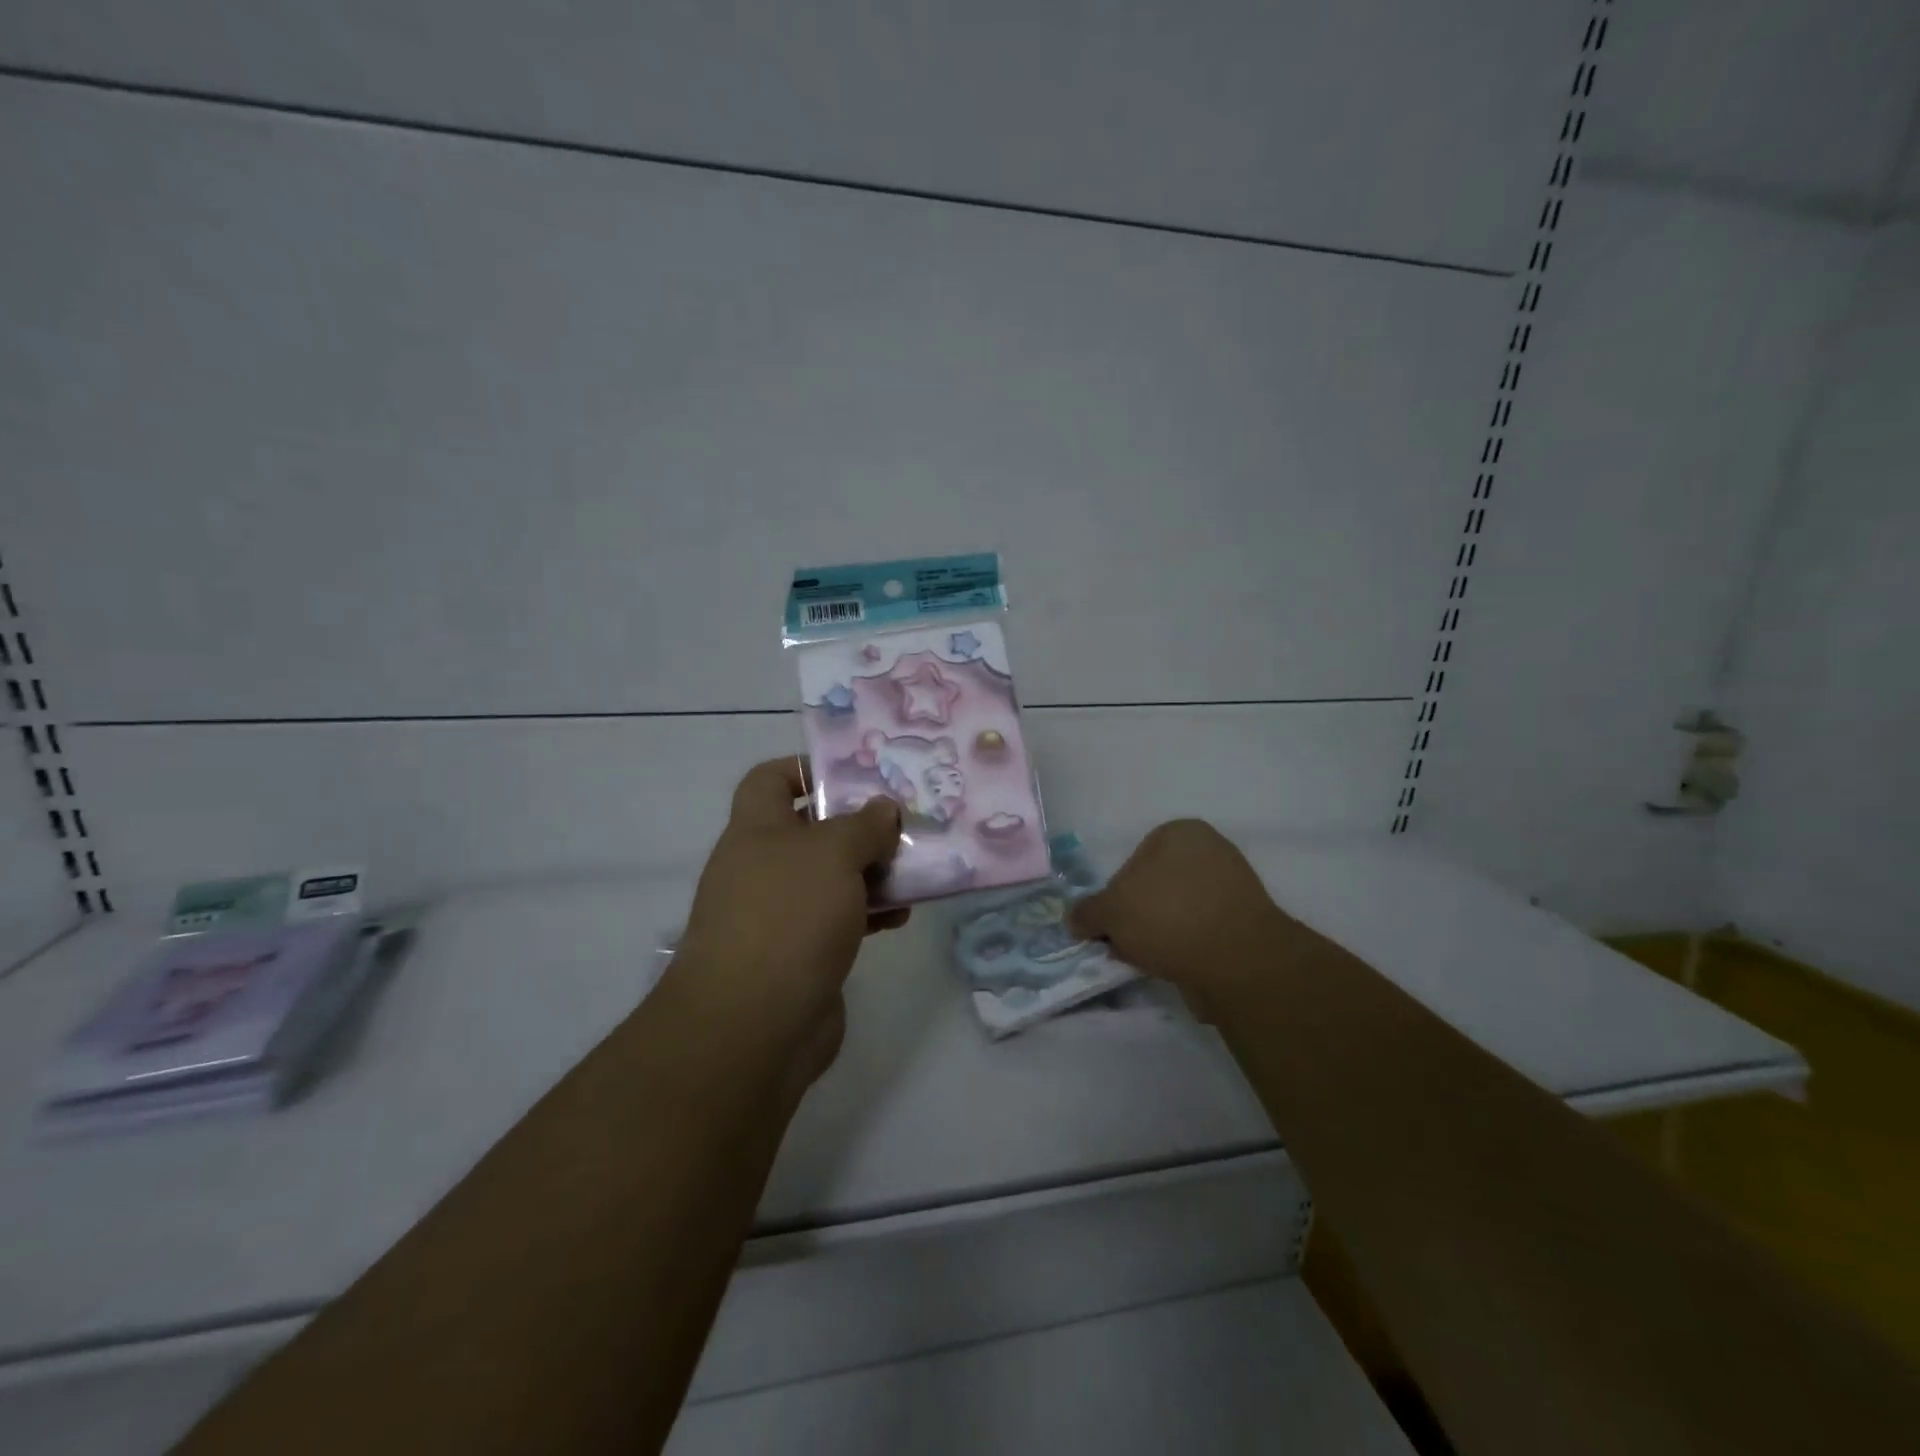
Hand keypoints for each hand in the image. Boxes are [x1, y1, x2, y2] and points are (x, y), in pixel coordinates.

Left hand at [668, 759, 906, 1082]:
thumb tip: (883, 808)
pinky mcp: (802, 954)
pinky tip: (905, 914)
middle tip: (905, 818)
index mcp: (756, 830)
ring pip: (832, 877)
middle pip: (812, 829)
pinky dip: (870, 912)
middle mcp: (763, 867)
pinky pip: (841, 919)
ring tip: (918, 864)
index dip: (807, 767)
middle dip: (858, 823)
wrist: (755, 1024)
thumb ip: (864, 824)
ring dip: (872, 870)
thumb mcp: (833, 853)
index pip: (771, 779)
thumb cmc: (789, 916)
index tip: (856, 773)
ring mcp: (781, 913)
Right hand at [1069, 819, 1301, 999]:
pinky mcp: (1247, 921)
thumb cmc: (1166, 917)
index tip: (1110, 926)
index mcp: (1178, 832)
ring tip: (1151, 960)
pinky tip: (1178, 966)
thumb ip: (1087, 912)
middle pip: (1156, 887)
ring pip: (1179, 910)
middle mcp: (1210, 849)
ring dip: (1162, 934)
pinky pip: (1203, 931)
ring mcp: (1234, 884)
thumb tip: (1074, 919)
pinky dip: (1188, 947)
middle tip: (1126, 945)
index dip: (1115, 897)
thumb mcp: (1109, 912)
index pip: (1131, 862)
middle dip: (1139, 916)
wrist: (1236, 959)